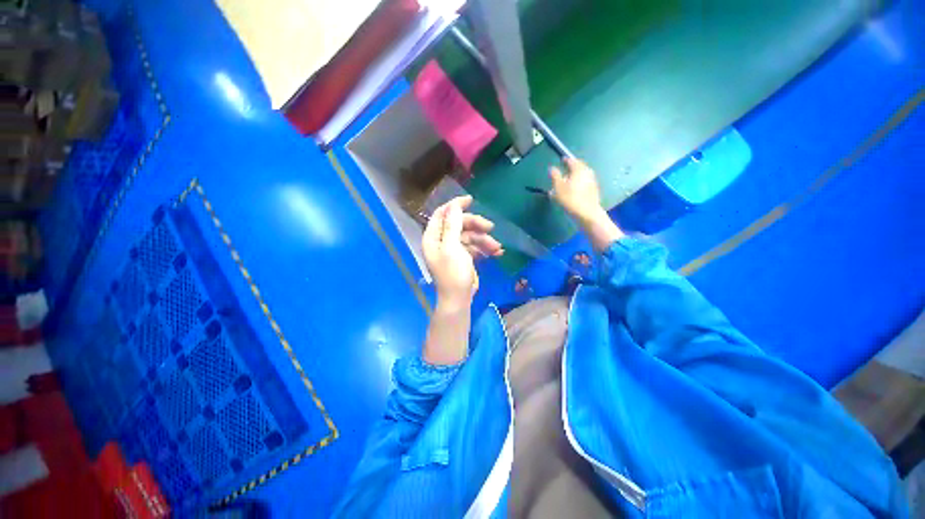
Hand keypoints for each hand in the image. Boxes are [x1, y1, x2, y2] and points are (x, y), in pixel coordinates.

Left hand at [423, 196, 501, 309]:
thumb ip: (452, 225)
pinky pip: (474, 247)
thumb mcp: (452, 247)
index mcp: (433, 237)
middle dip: (475, 225)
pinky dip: (484, 249)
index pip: (441, 214)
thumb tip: (454, 204)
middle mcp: (441, 241)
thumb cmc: (453, 273)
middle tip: (490, 227)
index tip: (471, 201)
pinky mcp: (463, 257)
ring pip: (469, 236)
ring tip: (496, 247)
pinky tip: (497, 253)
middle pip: (458, 224)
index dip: (455, 206)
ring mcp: (453, 249)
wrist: (459, 299)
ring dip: (484, 240)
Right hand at [549, 158, 623, 250]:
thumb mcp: (558, 187)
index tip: (562, 160)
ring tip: (568, 180)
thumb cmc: (570, 199)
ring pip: (582, 175)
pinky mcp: (594, 190)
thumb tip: (552, 168)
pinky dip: (579, 182)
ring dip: (576, 175)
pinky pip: (585, 182)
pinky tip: (574, 189)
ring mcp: (592, 181)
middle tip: (565, 169)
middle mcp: (587, 172)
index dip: (566, 160)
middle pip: (579, 166)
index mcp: (579, 169)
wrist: (587, 213)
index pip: (572, 161)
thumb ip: (555, 176)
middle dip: (572, 167)